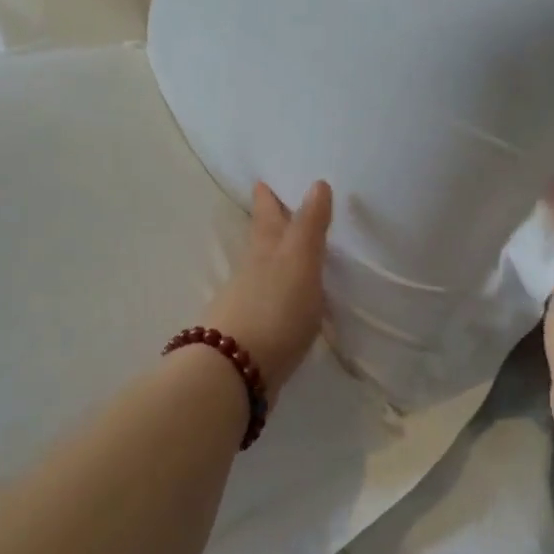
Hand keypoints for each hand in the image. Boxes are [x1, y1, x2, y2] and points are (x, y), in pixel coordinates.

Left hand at [201, 181, 332, 399]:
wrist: (236, 370)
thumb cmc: (274, 308)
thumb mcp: (298, 261)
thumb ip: (309, 226)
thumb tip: (317, 183)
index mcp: (265, 252)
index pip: (267, 218)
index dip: (267, 200)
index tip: (261, 182)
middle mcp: (251, 274)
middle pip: (259, 244)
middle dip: (265, 227)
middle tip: (268, 208)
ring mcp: (247, 307)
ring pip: (259, 275)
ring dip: (270, 263)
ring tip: (285, 257)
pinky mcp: (251, 338)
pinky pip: (265, 306)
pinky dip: (274, 299)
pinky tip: (284, 306)